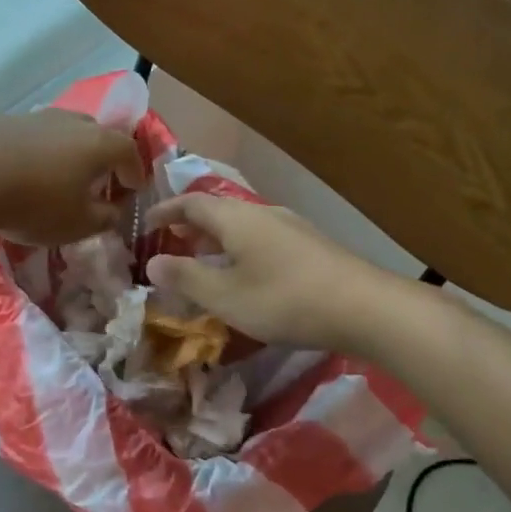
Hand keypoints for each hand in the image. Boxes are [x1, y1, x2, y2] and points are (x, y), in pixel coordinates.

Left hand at [0, 110, 144, 245]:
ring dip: (69, 154)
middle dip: (103, 158)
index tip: (134, 189)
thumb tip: (113, 211)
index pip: (129, 152)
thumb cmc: (35, 202)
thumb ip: (104, 218)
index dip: (135, 172)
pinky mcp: (4, 121)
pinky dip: (39, 154)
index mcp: (99, 144)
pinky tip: (26, 173)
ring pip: (64, 133)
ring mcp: (37, 117)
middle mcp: (72, 122)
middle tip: (100, 181)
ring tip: (61, 178)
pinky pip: (34, 138)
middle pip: (98, 135)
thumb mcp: (78, 224)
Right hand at [144, 194, 387, 350]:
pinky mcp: (310, 246)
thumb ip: (186, 278)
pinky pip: (262, 238)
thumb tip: (153, 262)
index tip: (145, 224)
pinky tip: (246, 275)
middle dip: (191, 226)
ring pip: (242, 225)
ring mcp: (291, 227)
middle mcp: (262, 213)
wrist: (365, 307)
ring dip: (217, 239)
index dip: (165, 211)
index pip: (191, 203)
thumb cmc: (284, 299)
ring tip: (204, 261)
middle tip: (171, 245)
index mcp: (236, 218)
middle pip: (218, 211)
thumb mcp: (225, 296)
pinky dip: (240, 249)